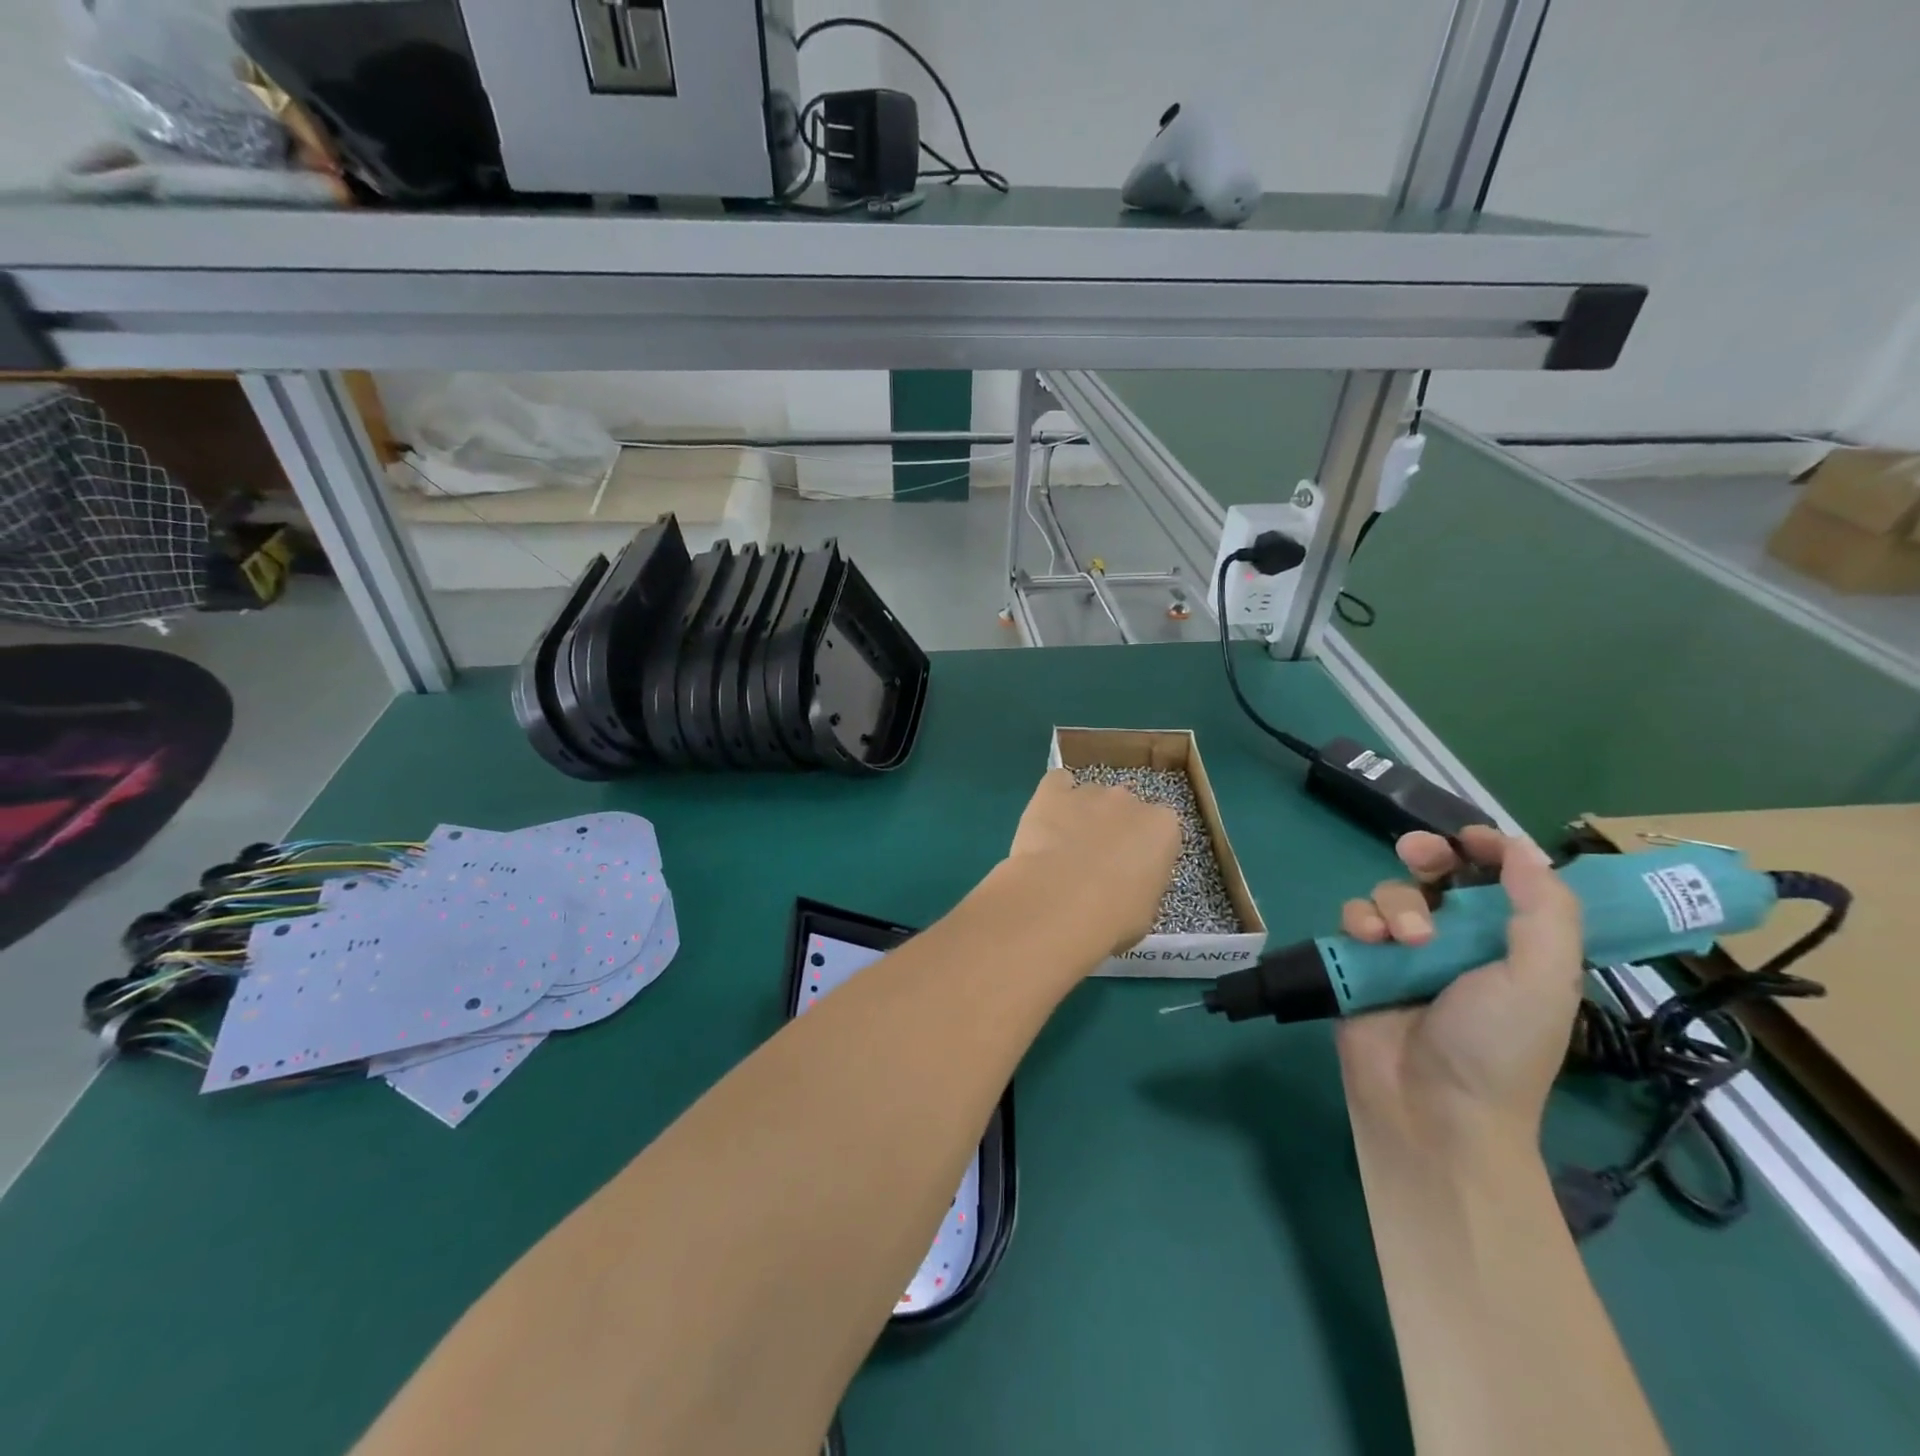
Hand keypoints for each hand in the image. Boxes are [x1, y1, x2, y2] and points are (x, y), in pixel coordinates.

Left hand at [1001, 768, 1181, 955]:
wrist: (1060, 903)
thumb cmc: (1113, 918)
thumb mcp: (1145, 911)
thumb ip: (1142, 885)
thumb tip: (1127, 885)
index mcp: (1164, 828)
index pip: (1160, 831)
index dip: (1143, 852)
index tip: (1130, 873)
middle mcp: (1130, 800)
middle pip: (1125, 808)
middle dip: (1113, 829)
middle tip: (1095, 862)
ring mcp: (1090, 792)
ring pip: (1090, 797)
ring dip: (1082, 816)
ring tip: (1062, 849)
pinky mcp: (1052, 791)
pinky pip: (1057, 784)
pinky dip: (1054, 797)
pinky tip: (1046, 820)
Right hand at [1335, 826, 1582, 1154]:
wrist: (1431, 1109)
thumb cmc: (1498, 1046)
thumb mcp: (1543, 978)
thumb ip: (1543, 909)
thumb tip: (1523, 847)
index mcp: (1511, 945)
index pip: (1502, 881)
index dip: (1490, 849)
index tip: (1472, 837)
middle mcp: (1458, 942)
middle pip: (1438, 874)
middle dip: (1427, 855)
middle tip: (1421, 856)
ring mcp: (1404, 953)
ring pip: (1392, 893)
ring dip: (1395, 904)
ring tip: (1403, 940)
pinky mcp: (1361, 963)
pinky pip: (1354, 918)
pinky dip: (1359, 920)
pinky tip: (1368, 941)